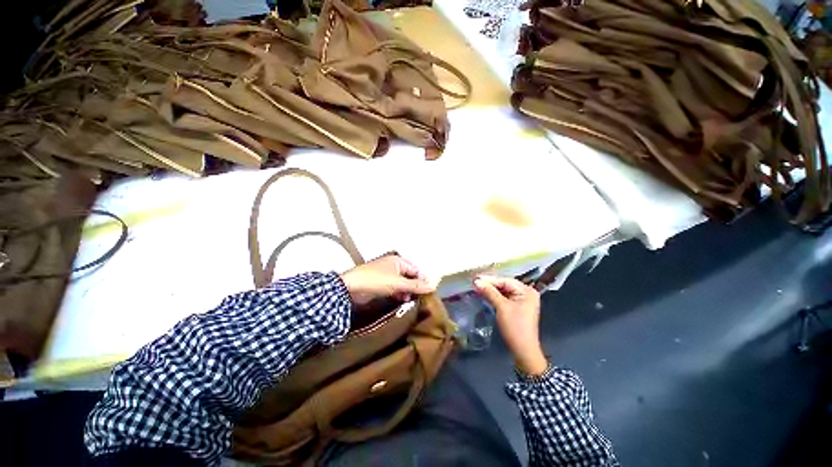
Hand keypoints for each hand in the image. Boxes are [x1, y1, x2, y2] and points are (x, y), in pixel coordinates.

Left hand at [340, 255, 433, 305]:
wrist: (351, 287)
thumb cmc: (376, 280)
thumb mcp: (398, 283)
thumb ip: (415, 285)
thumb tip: (433, 286)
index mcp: (399, 261)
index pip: (416, 270)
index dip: (422, 280)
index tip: (428, 292)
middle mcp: (394, 266)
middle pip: (410, 276)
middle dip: (414, 287)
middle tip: (419, 298)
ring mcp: (387, 275)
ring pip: (402, 284)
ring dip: (407, 292)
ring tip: (410, 301)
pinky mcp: (381, 285)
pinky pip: (395, 288)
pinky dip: (399, 294)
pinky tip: (402, 301)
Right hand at [473, 275, 547, 375]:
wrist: (523, 350)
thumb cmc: (515, 327)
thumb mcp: (501, 307)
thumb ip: (490, 292)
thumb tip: (476, 281)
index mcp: (527, 291)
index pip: (505, 281)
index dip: (490, 279)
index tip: (476, 278)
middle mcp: (527, 292)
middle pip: (505, 284)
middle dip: (490, 284)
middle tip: (474, 281)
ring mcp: (523, 300)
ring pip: (504, 291)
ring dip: (491, 290)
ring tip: (477, 286)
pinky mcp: (518, 306)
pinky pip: (505, 297)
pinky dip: (495, 296)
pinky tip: (484, 293)